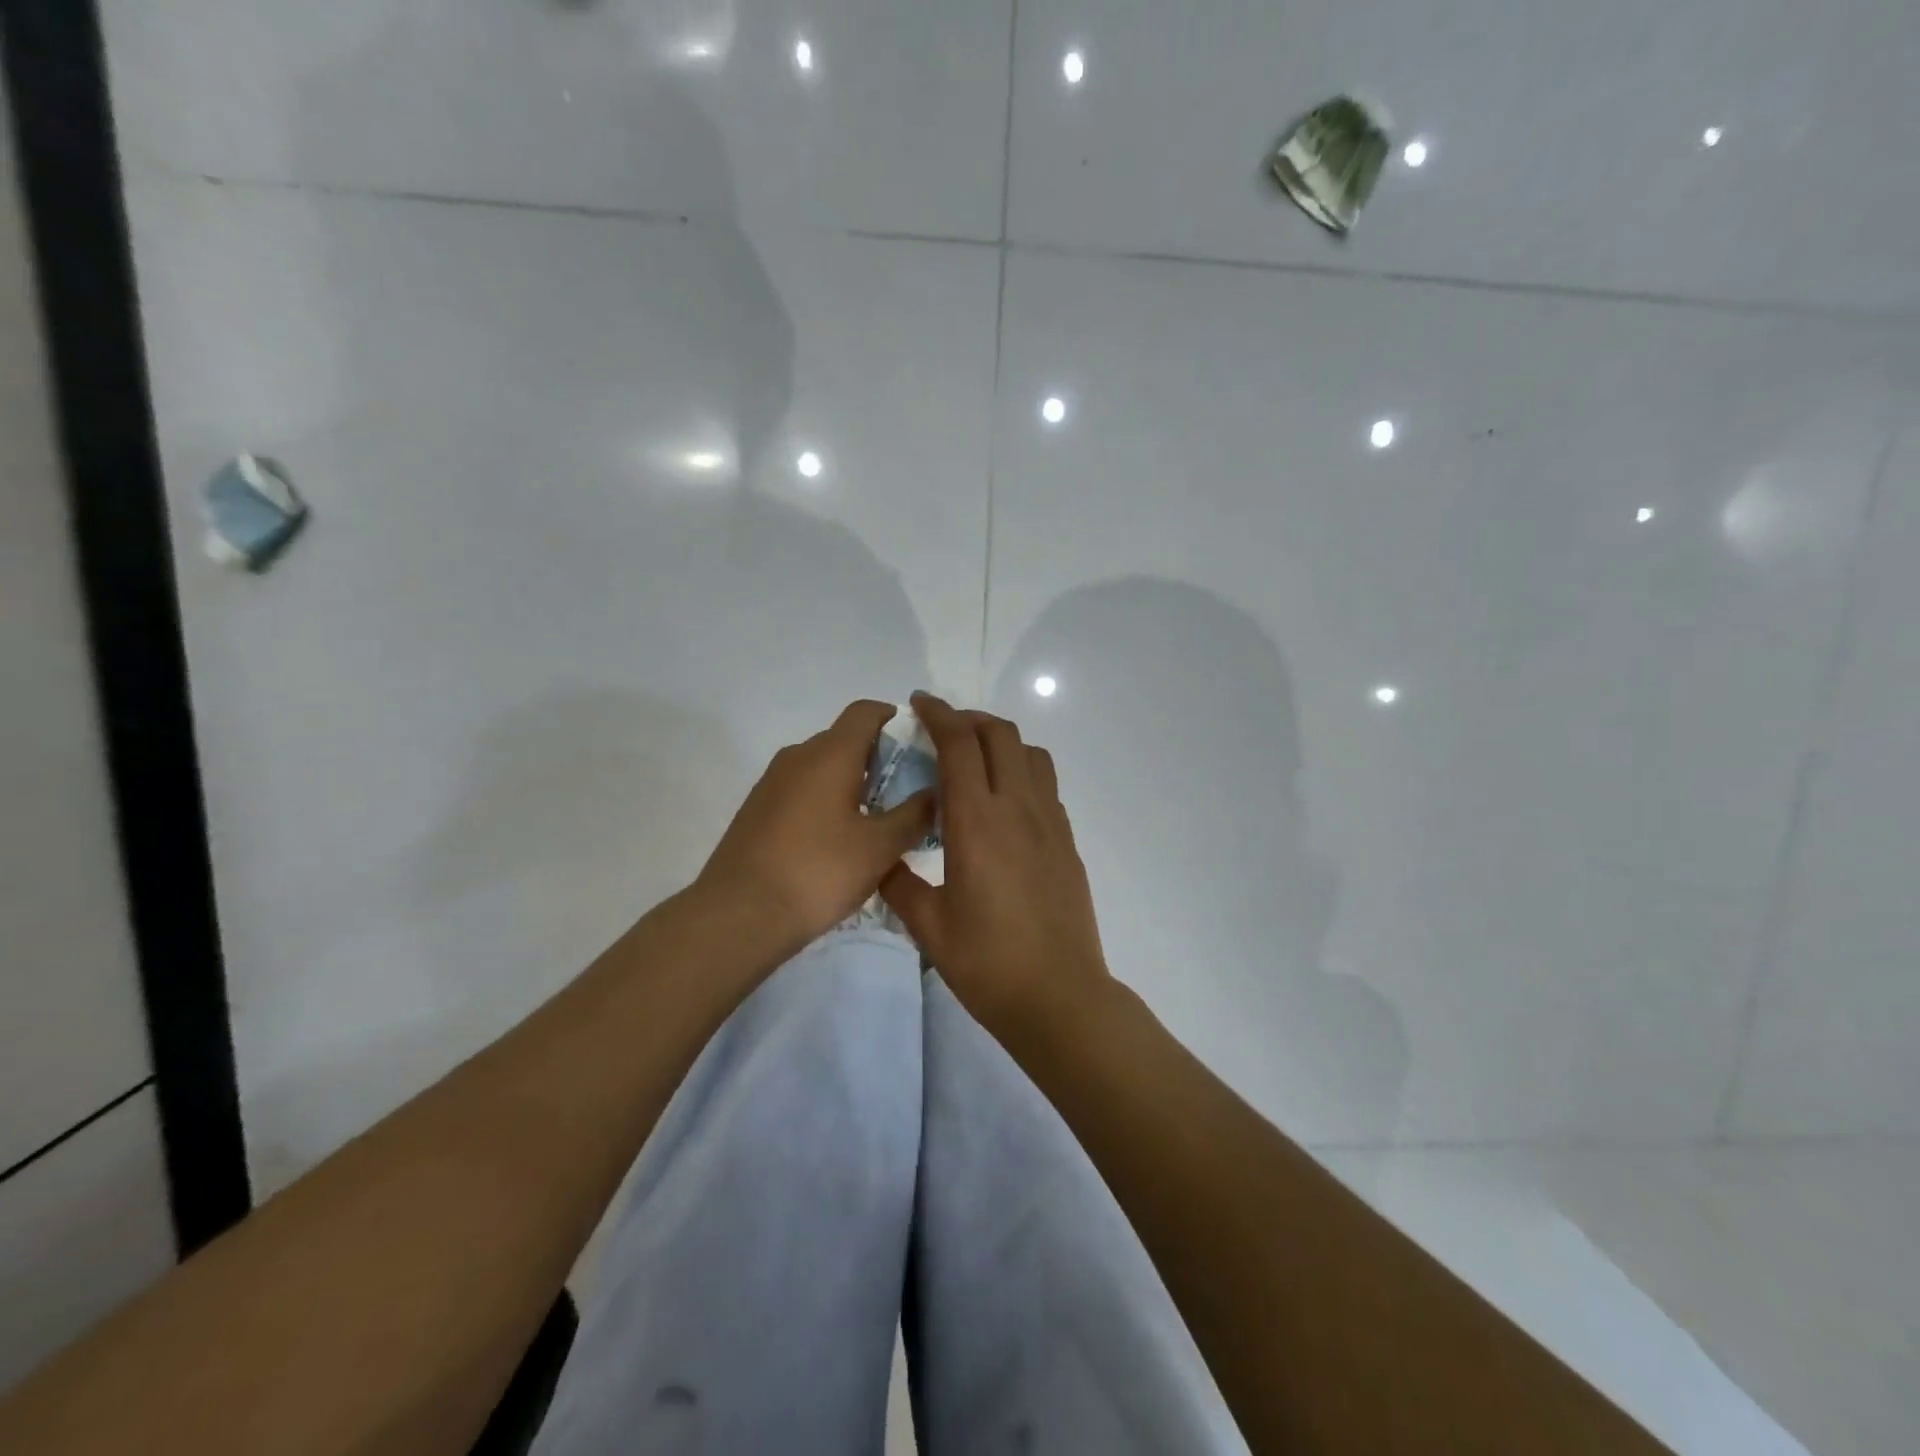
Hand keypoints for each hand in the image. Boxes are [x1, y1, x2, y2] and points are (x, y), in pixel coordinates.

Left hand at [699, 701, 935, 946]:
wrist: (739, 914)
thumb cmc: (819, 871)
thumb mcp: (880, 847)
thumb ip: (914, 815)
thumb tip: (936, 792)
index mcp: (830, 754)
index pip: (865, 712)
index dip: (894, 718)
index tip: (917, 742)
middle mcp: (797, 757)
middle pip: (844, 740)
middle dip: (878, 759)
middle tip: (907, 793)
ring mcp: (771, 783)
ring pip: (822, 768)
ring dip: (851, 784)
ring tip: (876, 822)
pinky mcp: (757, 811)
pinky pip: (801, 791)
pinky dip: (825, 802)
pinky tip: (837, 842)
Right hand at [881, 692, 1113, 1035]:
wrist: (1058, 997)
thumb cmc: (987, 963)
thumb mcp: (928, 926)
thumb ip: (898, 882)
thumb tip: (882, 859)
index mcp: (977, 822)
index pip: (960, 744)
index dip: (939, 714)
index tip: (919, 704)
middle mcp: (1018, 809)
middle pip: (1001, 734)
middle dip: (970, 719)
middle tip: (943, 731)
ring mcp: (1050, 823)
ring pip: (1031, 754)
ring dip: (1002, 743)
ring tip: (976, 761)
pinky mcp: (1068, 841)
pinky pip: (1046, 786)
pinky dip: (1022, 772)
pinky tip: (1003, 804)